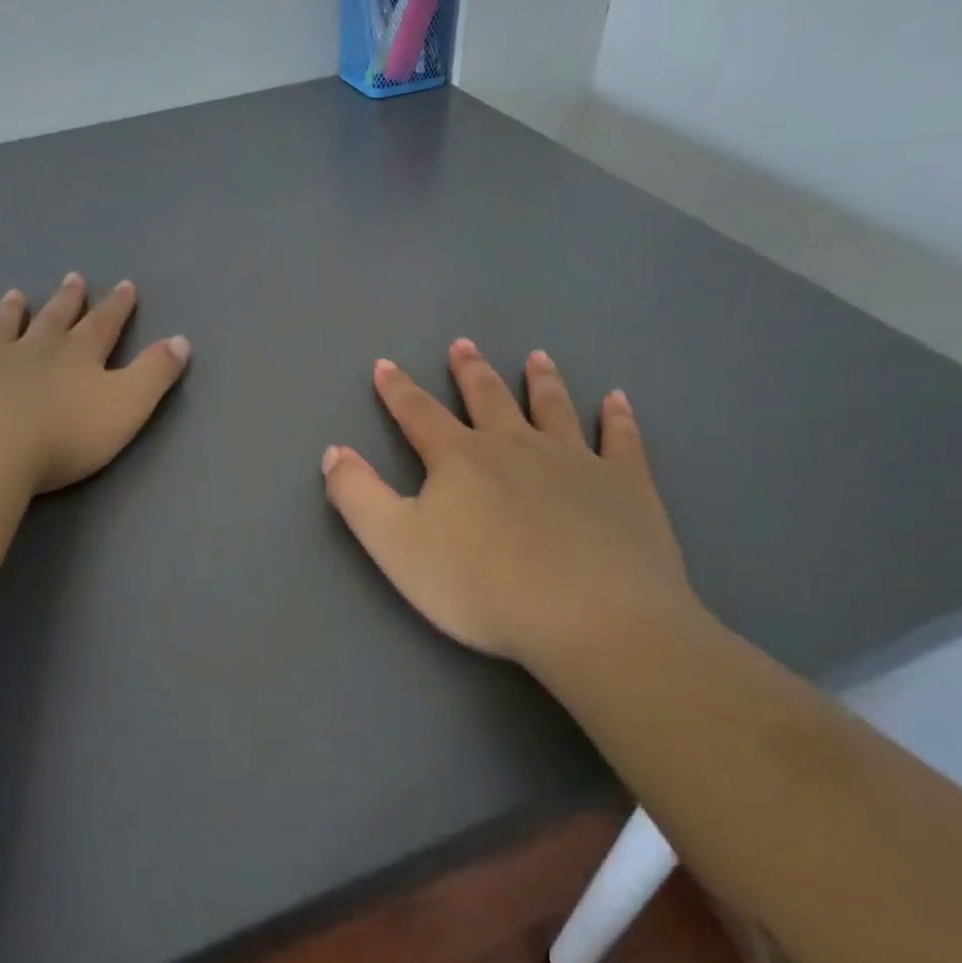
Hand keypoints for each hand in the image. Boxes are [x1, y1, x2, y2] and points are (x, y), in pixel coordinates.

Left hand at [0, 274, 189, 494]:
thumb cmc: (66, 436)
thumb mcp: (128, 406)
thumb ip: (155, 373)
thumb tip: (181, 340)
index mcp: (79, 355)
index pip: (104, 324)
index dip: (117, 306)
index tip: (124, 286)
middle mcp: (34, 348)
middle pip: (54, 318)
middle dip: (68, 300)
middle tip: (73, 279)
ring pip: (2, 328)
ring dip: (11, 312)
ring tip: (15, 295)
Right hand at [321, 339, 701, 678]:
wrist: (591, 618)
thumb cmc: (482, 586)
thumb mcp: (395, 546)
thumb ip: (358, 496)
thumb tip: (335, 451)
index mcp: (460, 459)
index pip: (419, 414)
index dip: (397, 390)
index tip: (385, 365)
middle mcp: (516, 446)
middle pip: (488, 398)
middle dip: (470, 372)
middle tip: (463, 345)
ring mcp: (576, 461)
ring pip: (553, 408)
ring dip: (541, 381)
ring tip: (537, 358)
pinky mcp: (626, 486)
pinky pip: (621, 440)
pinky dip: (618, 418)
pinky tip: (618, 401)